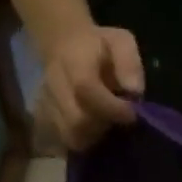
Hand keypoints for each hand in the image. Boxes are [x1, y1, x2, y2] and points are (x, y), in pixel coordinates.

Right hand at [36, 26, 144, 152]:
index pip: (85, 88)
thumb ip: (129, 63)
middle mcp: (55, 83)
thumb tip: (135, 91)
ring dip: (95, 136)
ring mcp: (47, 101)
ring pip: (70, 134)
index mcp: (74, 61)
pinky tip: (95, 130)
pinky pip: (65, 139)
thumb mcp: (121, 41)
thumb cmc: (100, 46)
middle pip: (77, 119)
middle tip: (119, 120)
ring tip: (107, 124)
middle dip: (104, 125)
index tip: (132, 113)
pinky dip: (84, 140)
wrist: (65, 45)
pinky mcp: (46, 116)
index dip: (111, 106)